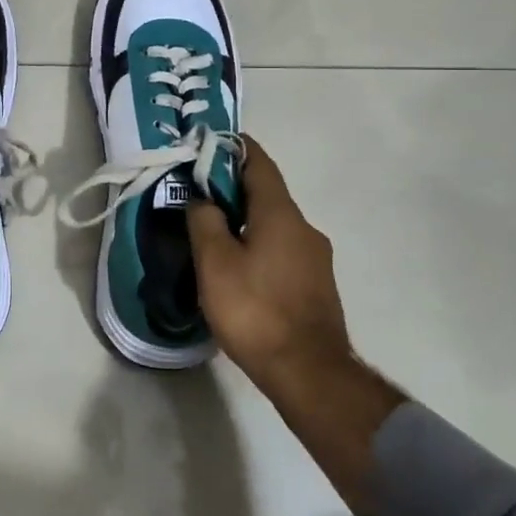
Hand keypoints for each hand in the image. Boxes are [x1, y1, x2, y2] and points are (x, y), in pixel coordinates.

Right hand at [186, 135, 354, 402]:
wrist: (309, 373)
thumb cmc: (255, 310)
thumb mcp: (215, 263)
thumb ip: (204, 222)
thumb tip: (201, 198)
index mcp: (280, 213)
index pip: (258, 162)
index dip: (234, 147)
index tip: (208, 143)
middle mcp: (304, 227)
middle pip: (266, 193)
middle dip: (233, 187)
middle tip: (198, 193)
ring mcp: (315, 257)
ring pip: (274, 223)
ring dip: (246, 219)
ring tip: (213, 233)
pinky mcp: (316, 284)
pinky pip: (283, 249)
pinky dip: (259, 244)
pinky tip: (239, 267)